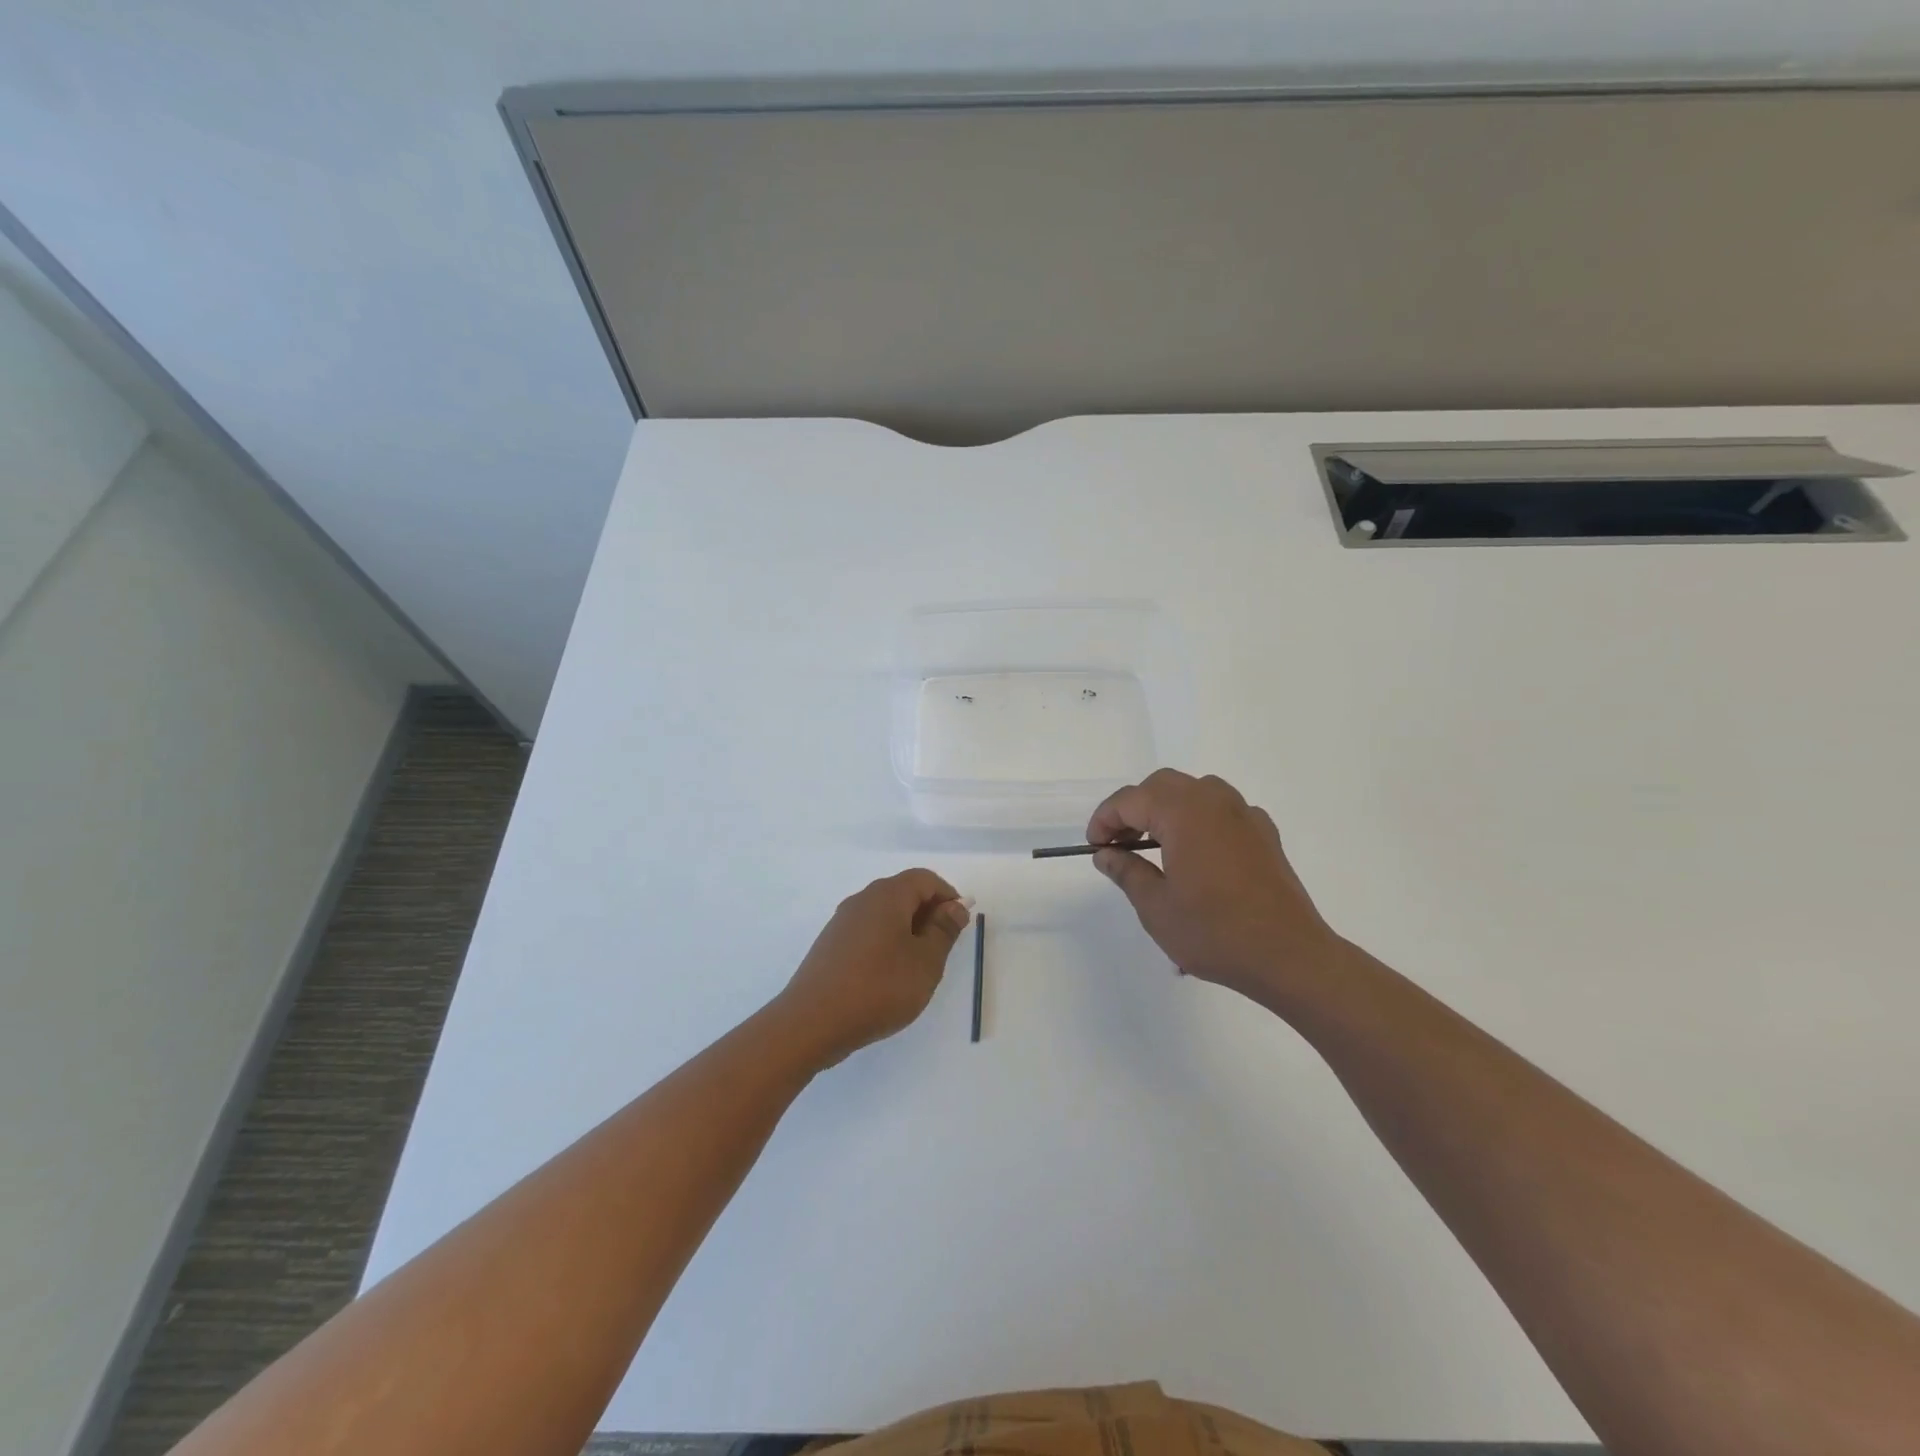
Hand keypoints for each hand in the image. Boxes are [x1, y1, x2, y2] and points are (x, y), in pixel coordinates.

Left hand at [773, 869, 970, 1069]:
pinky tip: (889, 976)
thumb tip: (955, 906)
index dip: (948, 896)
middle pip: (903, 893)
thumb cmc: (878, 988)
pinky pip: (867, 932)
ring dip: (907, 930)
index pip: (925, 879)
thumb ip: (944, 930)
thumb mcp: (925, 962)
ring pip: (884, 914)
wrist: (812, 1022)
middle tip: (943, 948)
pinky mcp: (830, 945)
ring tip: (918, 966)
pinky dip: (886, 943)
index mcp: (887, 896)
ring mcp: (842, 922)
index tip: (960, 924)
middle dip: (928, 913)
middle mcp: (862, 900)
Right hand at [1087, 769, 1343, 1004]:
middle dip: (1134, 808)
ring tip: (1153, 845)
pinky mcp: (1264, 833)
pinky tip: (1196, 854)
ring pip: (1194, 792)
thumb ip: (1126, 872)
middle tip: (1118, 844)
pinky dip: (1198, 820)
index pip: (1130, 800)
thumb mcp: (1156, 907)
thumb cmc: (1215, 932)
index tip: (1094, 847)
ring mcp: (1244, 814)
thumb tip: (1106, 854)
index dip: (1105, 820)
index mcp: (1182, 812)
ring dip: (1166, 809)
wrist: (1289, 956)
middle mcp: (1214, 800)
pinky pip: (1222, 810)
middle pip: (1162, 786)